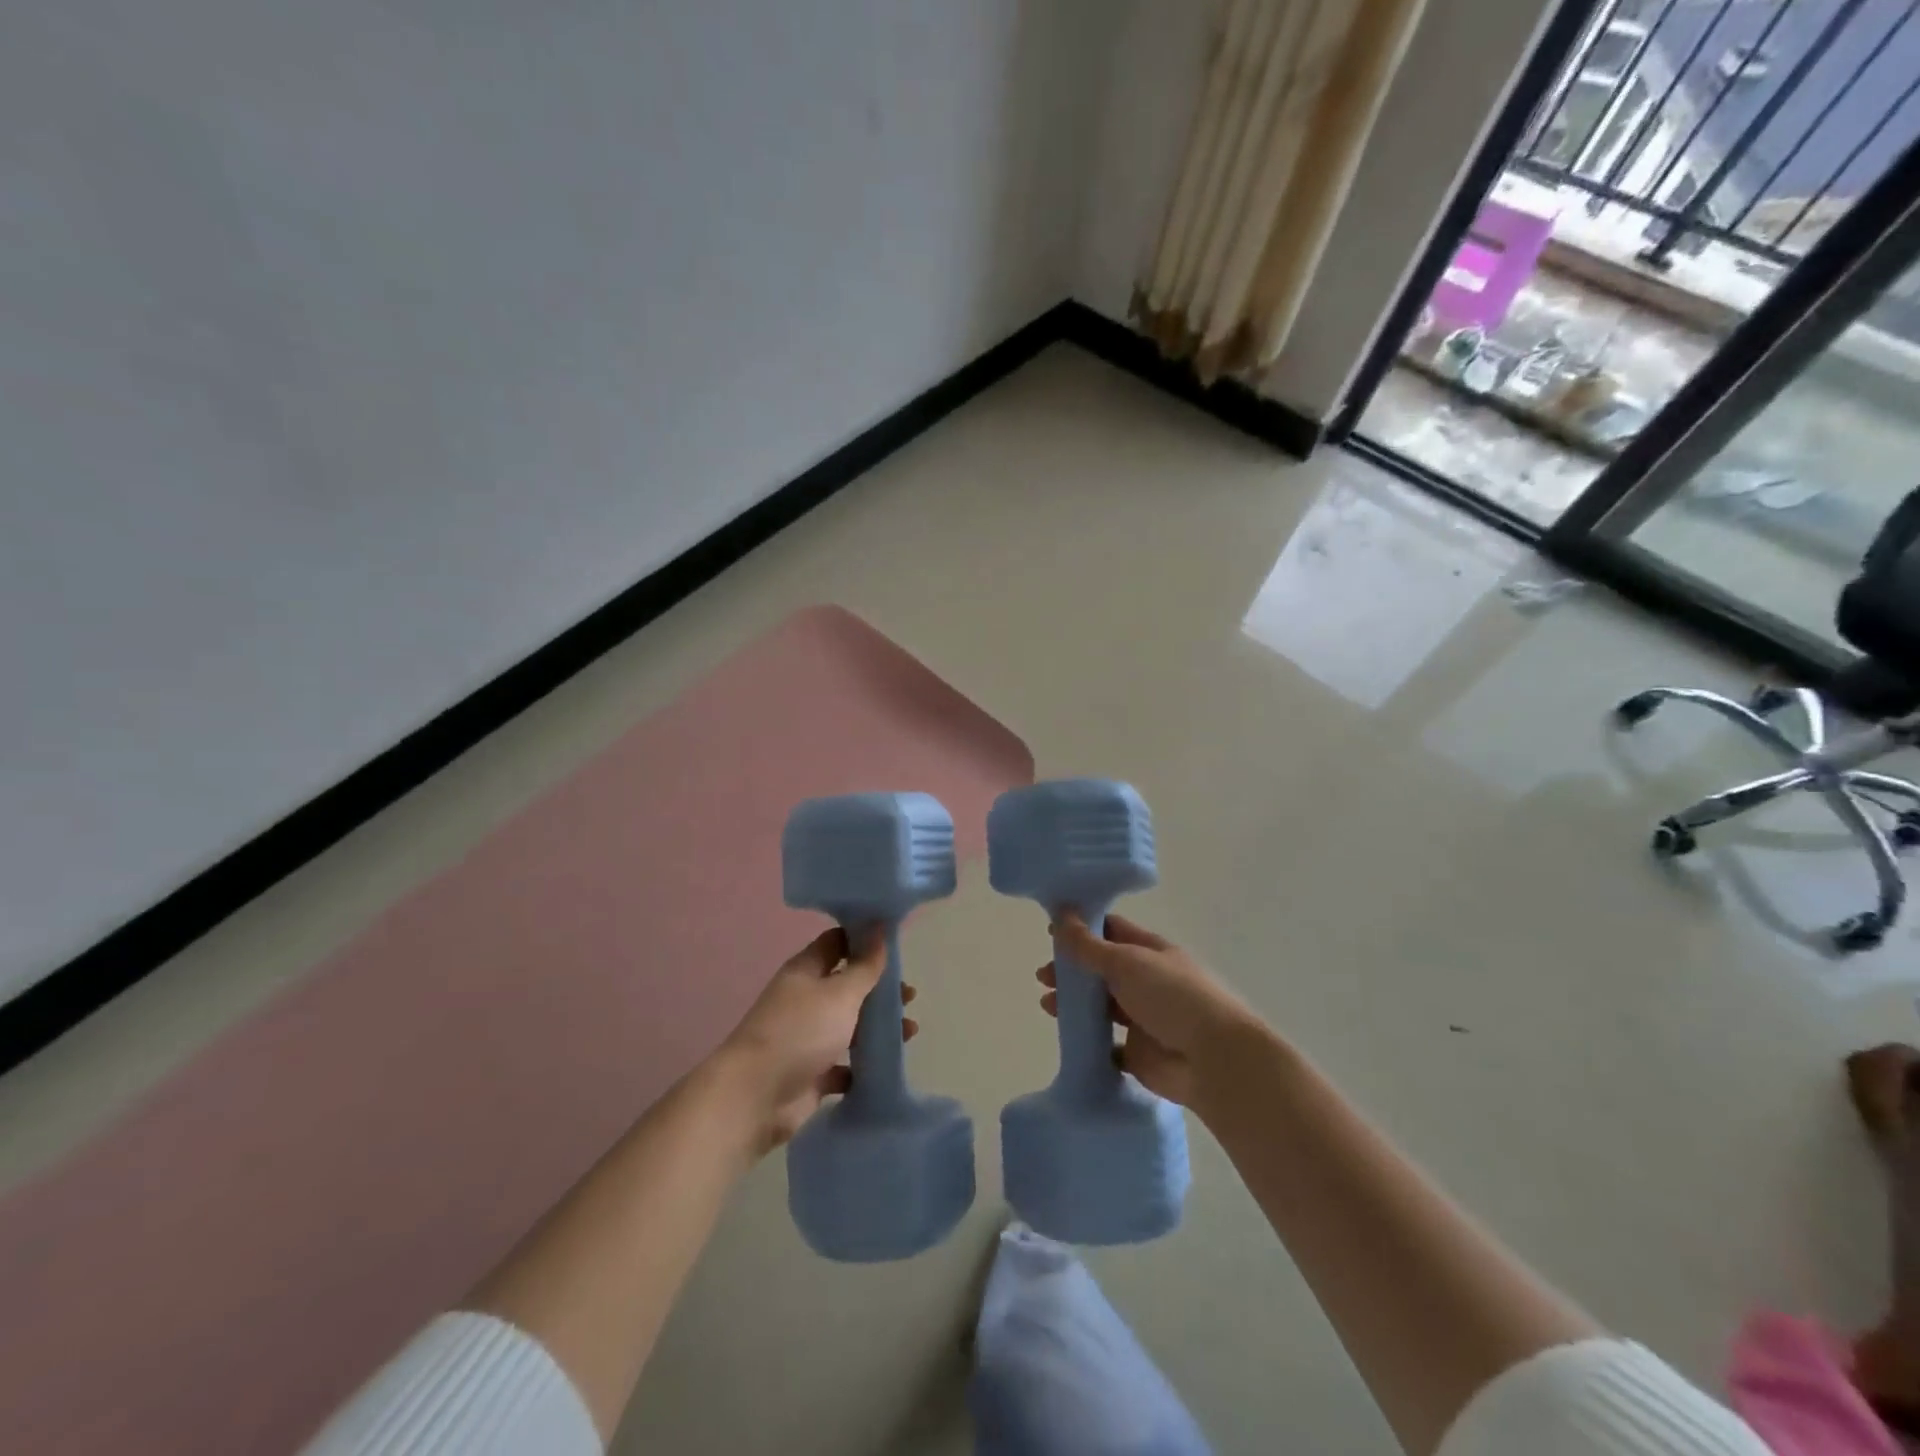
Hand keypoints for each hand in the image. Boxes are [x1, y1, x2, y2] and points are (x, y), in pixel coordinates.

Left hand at [717, 927, 917, 1154]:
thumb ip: (864, 966)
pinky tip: (888, 1065)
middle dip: (879, 988)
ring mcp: (808, 1037)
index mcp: (806, 971)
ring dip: (878, 1027)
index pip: (837, 942)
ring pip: (850, 1025)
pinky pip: (845, 1063)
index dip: (864, 938)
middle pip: (848, 985)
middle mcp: (806, 999)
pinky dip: (864, 1064)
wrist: (756, 1097)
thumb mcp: (840, 993)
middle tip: (910, 995)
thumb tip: (879, 929)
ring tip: (910, 1032)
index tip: (896, 941)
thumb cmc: (800, 1031)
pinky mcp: (812, 1073)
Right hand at [1038, 913, 1255, 1110]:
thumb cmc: (1171, 996)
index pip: (1112, 931)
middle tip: (1043, 976)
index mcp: (1150, 952)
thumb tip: (1061, 914)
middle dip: (1072, 970)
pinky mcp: (1139, 1054)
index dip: (1082, 929)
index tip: (1051, 931)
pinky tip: (1069, 1037)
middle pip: (1102, 970)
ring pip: (1102, 1006)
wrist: (1213, 1060)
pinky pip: (1108, 1046)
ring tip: (1048, 1006)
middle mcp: (1147, 982)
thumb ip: (1089, 945)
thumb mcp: (1126, 962)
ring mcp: (1144, 1019)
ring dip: (1075, 1004)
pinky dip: (1090, 1042)